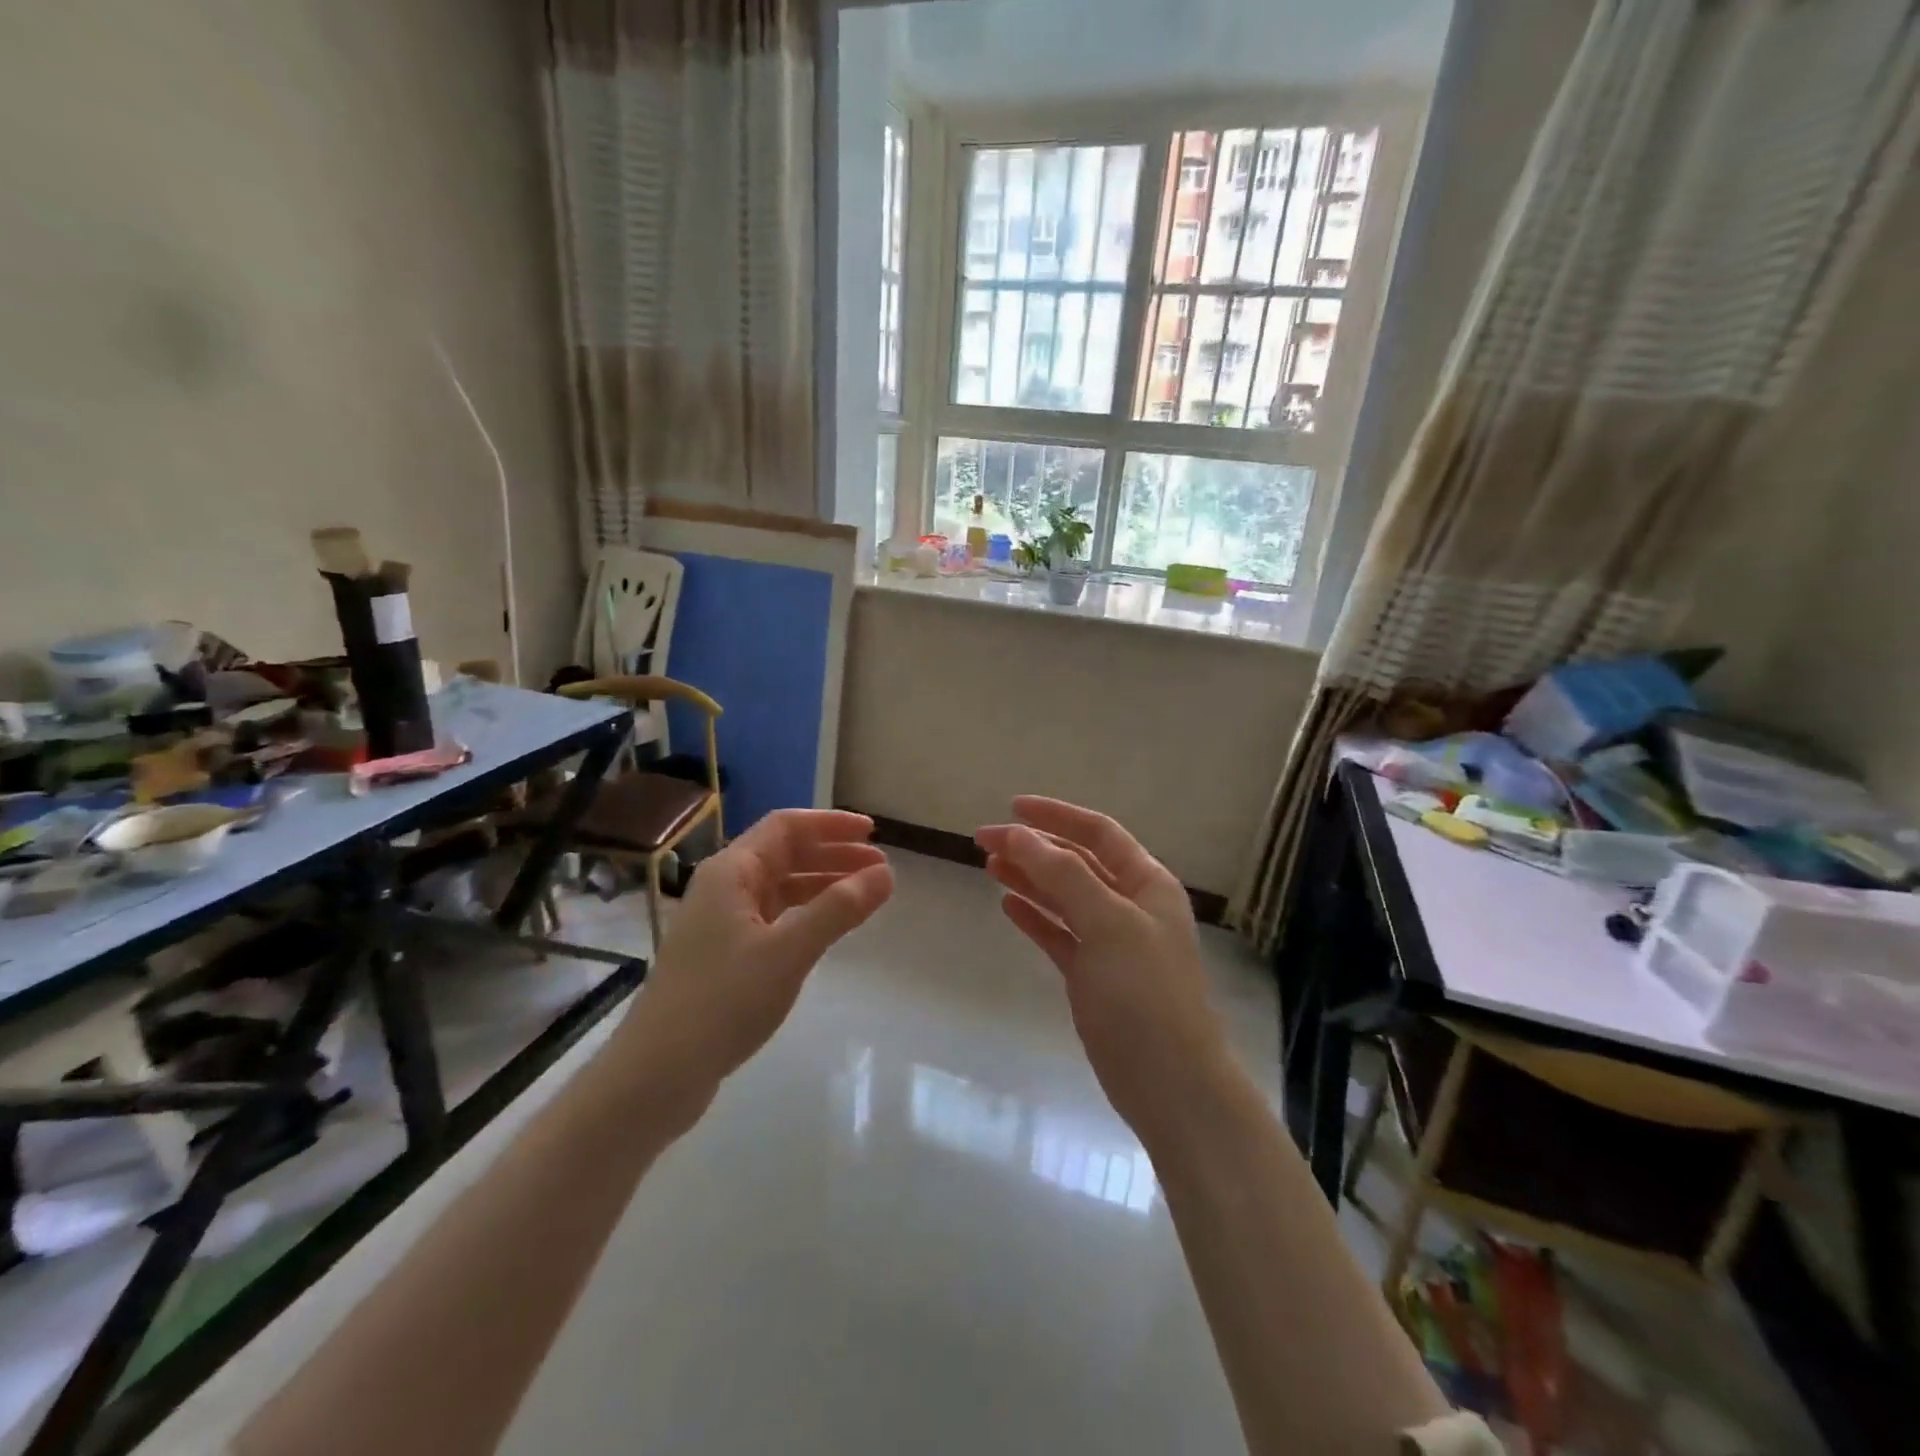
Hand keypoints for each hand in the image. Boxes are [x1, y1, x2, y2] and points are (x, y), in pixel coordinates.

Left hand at [614, 810, 892, 1113]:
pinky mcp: (724, 955)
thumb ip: (839, 909)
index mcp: (731, 872)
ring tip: (865, 897)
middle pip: (785, 854)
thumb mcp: (789, 951)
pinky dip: (806, 914)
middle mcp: (724, 887)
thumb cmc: (723, 1000)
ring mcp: (721, 922)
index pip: (786, 826)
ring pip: (780, 887)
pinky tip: (828, 929)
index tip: (873, 834)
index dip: (831, 824)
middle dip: (833, 855)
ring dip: (822, 885)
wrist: (657, 1073)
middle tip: (880, 870)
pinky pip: (774, 917)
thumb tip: (887, 873)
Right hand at [976, 797, 1232, 1145]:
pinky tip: (1007, 904)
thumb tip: (1018, 834)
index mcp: (1148, 884)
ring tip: (988, 865)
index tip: (1012, 808)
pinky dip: (1035, 917)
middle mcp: (1131, 906)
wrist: (1171, 1085)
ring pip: (1064, 898)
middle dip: (1033, 848)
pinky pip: (1060, 934)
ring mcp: (1112, 943)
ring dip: (1029, 878)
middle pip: (1076, 863)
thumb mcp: (1108, 923)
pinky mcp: (1093, 977)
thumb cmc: (1145, 995)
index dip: (1057, 816)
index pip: (1099, 832)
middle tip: (983, 840)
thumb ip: (1063, 875)